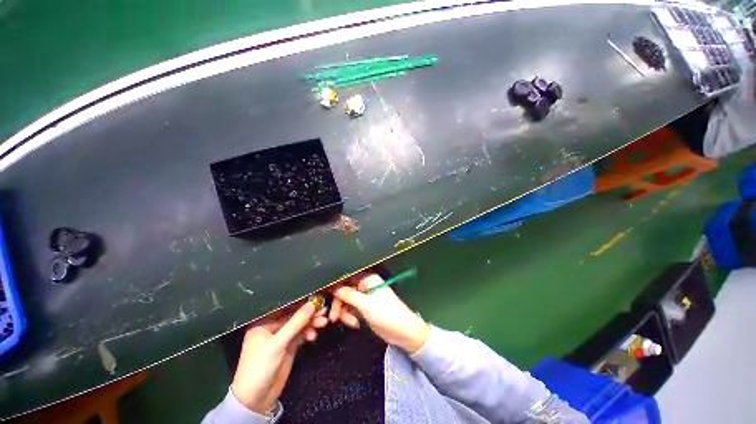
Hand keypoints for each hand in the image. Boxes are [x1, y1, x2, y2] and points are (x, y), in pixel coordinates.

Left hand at [230, 301, 328, 413]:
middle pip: (294, 316)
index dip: (301, 303)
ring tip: (324, 322)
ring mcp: (282, 337)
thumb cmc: (260, 368)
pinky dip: (308, 333)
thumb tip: (311, 304)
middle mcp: (273, 327)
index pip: (285, 308)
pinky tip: (313, 336)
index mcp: (264, 323)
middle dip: (309, 314)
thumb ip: (295, 324)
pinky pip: (301, 335)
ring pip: (300, 325)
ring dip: (311, 323)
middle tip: (324, 311)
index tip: (317, 300)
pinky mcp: (289, 346)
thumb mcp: (277, 345)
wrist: (256, 400)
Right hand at [331, 273, 429, 354]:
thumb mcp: (366, 304)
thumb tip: (334, 288)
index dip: (336, 285)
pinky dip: (350, 317)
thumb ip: (349, 295)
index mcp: (368, 279)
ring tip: (352, 323)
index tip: (324, 294)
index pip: (347, 277)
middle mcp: (365, 285)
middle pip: (344, 291)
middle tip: (333, 317)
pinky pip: (351, 310)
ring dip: (345, 313)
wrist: (402, 332)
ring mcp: (364, 297)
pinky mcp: (364, 309)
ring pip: (346, 302)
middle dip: (339, 304)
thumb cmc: (386, 313)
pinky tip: (356, 324)